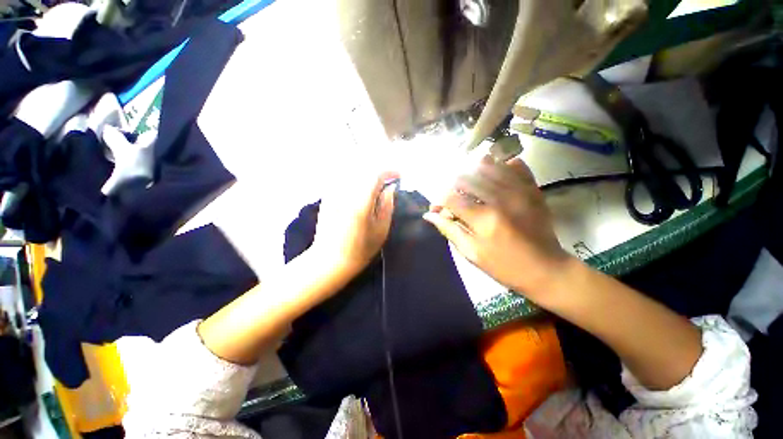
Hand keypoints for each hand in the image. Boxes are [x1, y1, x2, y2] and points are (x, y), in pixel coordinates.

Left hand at [312, 169, 398, 279]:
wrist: (330, 260)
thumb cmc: (360, 250)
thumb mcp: (381, 231)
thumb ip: (387, 206)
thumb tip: (391, 188)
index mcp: (361, 204)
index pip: (375, 175)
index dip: (389, 172)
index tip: (399, 176)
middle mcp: (345, 194)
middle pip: (364, 170)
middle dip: (379, 174)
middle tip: (388, 182)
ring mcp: (333, 194)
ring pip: (353, 173)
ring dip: (367, 175)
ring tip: (375, 186)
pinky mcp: (327, 197)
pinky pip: (343, 179)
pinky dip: (355, 180)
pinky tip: (359, 190)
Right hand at [424, 155, 568, 299]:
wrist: (546, 269)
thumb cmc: (504, 266)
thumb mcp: (471, 253)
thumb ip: (449, 230)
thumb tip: (429, 214)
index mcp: (484, 219)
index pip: (451, 197)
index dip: (439, 201)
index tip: (437, 209)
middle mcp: (501, 199)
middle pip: (466, 177)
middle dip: (453, 186)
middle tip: (453, 198)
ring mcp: (519, 190)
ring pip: (488, 165)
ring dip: (473, 173)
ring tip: (470, 185)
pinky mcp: (532, 189)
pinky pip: (515, 165)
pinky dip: (501, 166)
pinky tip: (494, 176)